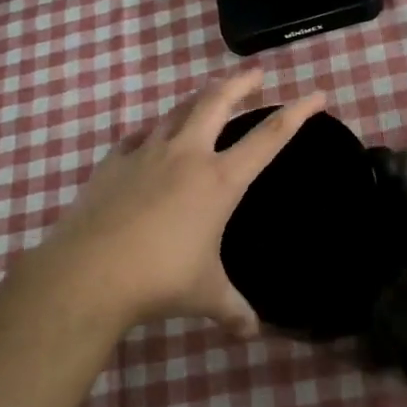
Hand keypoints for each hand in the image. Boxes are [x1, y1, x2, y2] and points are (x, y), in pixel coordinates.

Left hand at [12, 69, 325, 336]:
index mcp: (219, 180)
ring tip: (207, 95)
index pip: (269, 137)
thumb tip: (251, 333)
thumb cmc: (159, 279)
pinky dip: (153, 131)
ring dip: (197, 99)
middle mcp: (186, 155)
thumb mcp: (206, 295)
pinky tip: (151, 137)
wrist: (89, 272)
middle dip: (241, 83)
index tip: (317, 94)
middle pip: (218, 102)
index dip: (297, 113)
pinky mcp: (113, 162)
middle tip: (256, 73)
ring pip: (177, 111)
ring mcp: (146, 154)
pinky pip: (139, 136)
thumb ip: (233, 310)